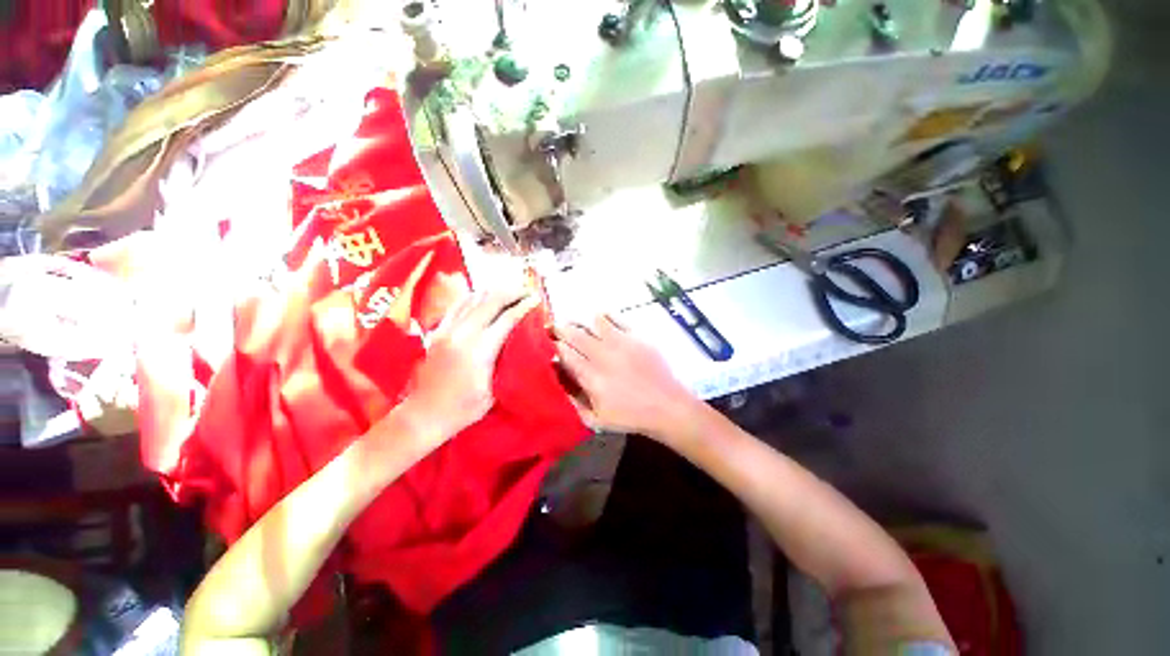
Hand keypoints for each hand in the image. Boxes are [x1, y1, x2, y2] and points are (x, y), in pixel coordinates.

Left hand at [403, 285, 538, 441]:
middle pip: (491, 301)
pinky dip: (475, 297)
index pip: (507, 318)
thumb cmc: (464, 408)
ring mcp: (447, 329)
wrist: (425, 414)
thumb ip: (507, 360)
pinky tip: (485, 298)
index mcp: (479, 350)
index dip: (524, 306)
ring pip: (474, 298)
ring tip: (510, 292)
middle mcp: (462, 333)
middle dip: (512, 293)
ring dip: (495, 292)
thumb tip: (522, 341)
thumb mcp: (495, 389)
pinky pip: (459, 304)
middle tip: (527, 291)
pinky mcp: (438, 330)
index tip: (537, 300)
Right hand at [554, 315, 699, 440]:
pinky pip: (615, 318)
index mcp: (590, 376)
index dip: (554, 345)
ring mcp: (620, 342)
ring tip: (576, 323)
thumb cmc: (630, 416)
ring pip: (592, 322)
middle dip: (561, 329)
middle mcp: (602, 355)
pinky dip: (603, 316)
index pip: (564, 353)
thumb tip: (559, 385)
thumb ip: (573, 403)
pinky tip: (599, 319)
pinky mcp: (635, 336)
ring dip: (580, 321)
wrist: (667, 406)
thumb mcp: (596, 420)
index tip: (550, 344)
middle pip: (574, 333)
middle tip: (555, 328)